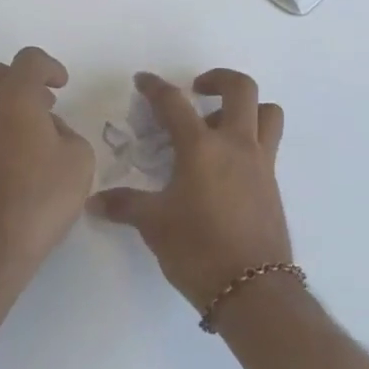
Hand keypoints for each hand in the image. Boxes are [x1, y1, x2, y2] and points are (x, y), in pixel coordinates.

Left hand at [0, 47, 94, 298]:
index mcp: (14, 97)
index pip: (29, 60)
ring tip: (36, 132)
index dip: (50, 67)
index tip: (63, 85)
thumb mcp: (78, 160)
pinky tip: (18, 157)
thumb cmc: (39, 199)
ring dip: (9, 104)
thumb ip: (67, 132)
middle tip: (46, 103)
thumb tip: (48, 130)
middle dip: (23, 80)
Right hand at [93, 69, 291, 311]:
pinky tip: (228, 166)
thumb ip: (125, 206)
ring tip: (220, 125)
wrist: (253, 289)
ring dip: (247, 108)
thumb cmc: (198, 250)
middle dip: (218, 79)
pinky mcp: (273, 183)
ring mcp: (261, 162)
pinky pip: (269, 144)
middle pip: (241, 89)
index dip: (155, 87)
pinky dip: (252, 139)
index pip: (174, 103)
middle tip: (197, 90)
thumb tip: (95, 201)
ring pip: (267, 113)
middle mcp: (236, 145)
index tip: (143, 80)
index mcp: (202, 147)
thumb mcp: (154, 225)